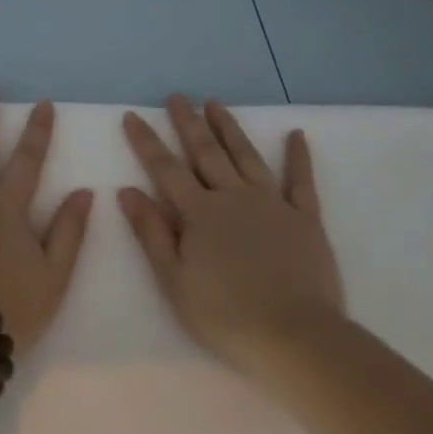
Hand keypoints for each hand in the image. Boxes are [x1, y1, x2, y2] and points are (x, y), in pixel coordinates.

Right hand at [120, 94, 344, 375]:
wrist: (296, 336)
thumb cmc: (226, 316)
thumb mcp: (174, 281)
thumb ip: (152, 233)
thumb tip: (127, 191)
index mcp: (199, 213)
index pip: (165, 169)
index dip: (146, 142)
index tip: (132, 115)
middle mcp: (233, 197)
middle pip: (206, 152)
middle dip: (188, 123)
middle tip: (177, 97)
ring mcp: (272, 204)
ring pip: (246, 156)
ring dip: (229, 128)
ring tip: (215, 103)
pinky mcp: (305, 219)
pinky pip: (301, 181)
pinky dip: (298, 157)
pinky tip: (296, 134)